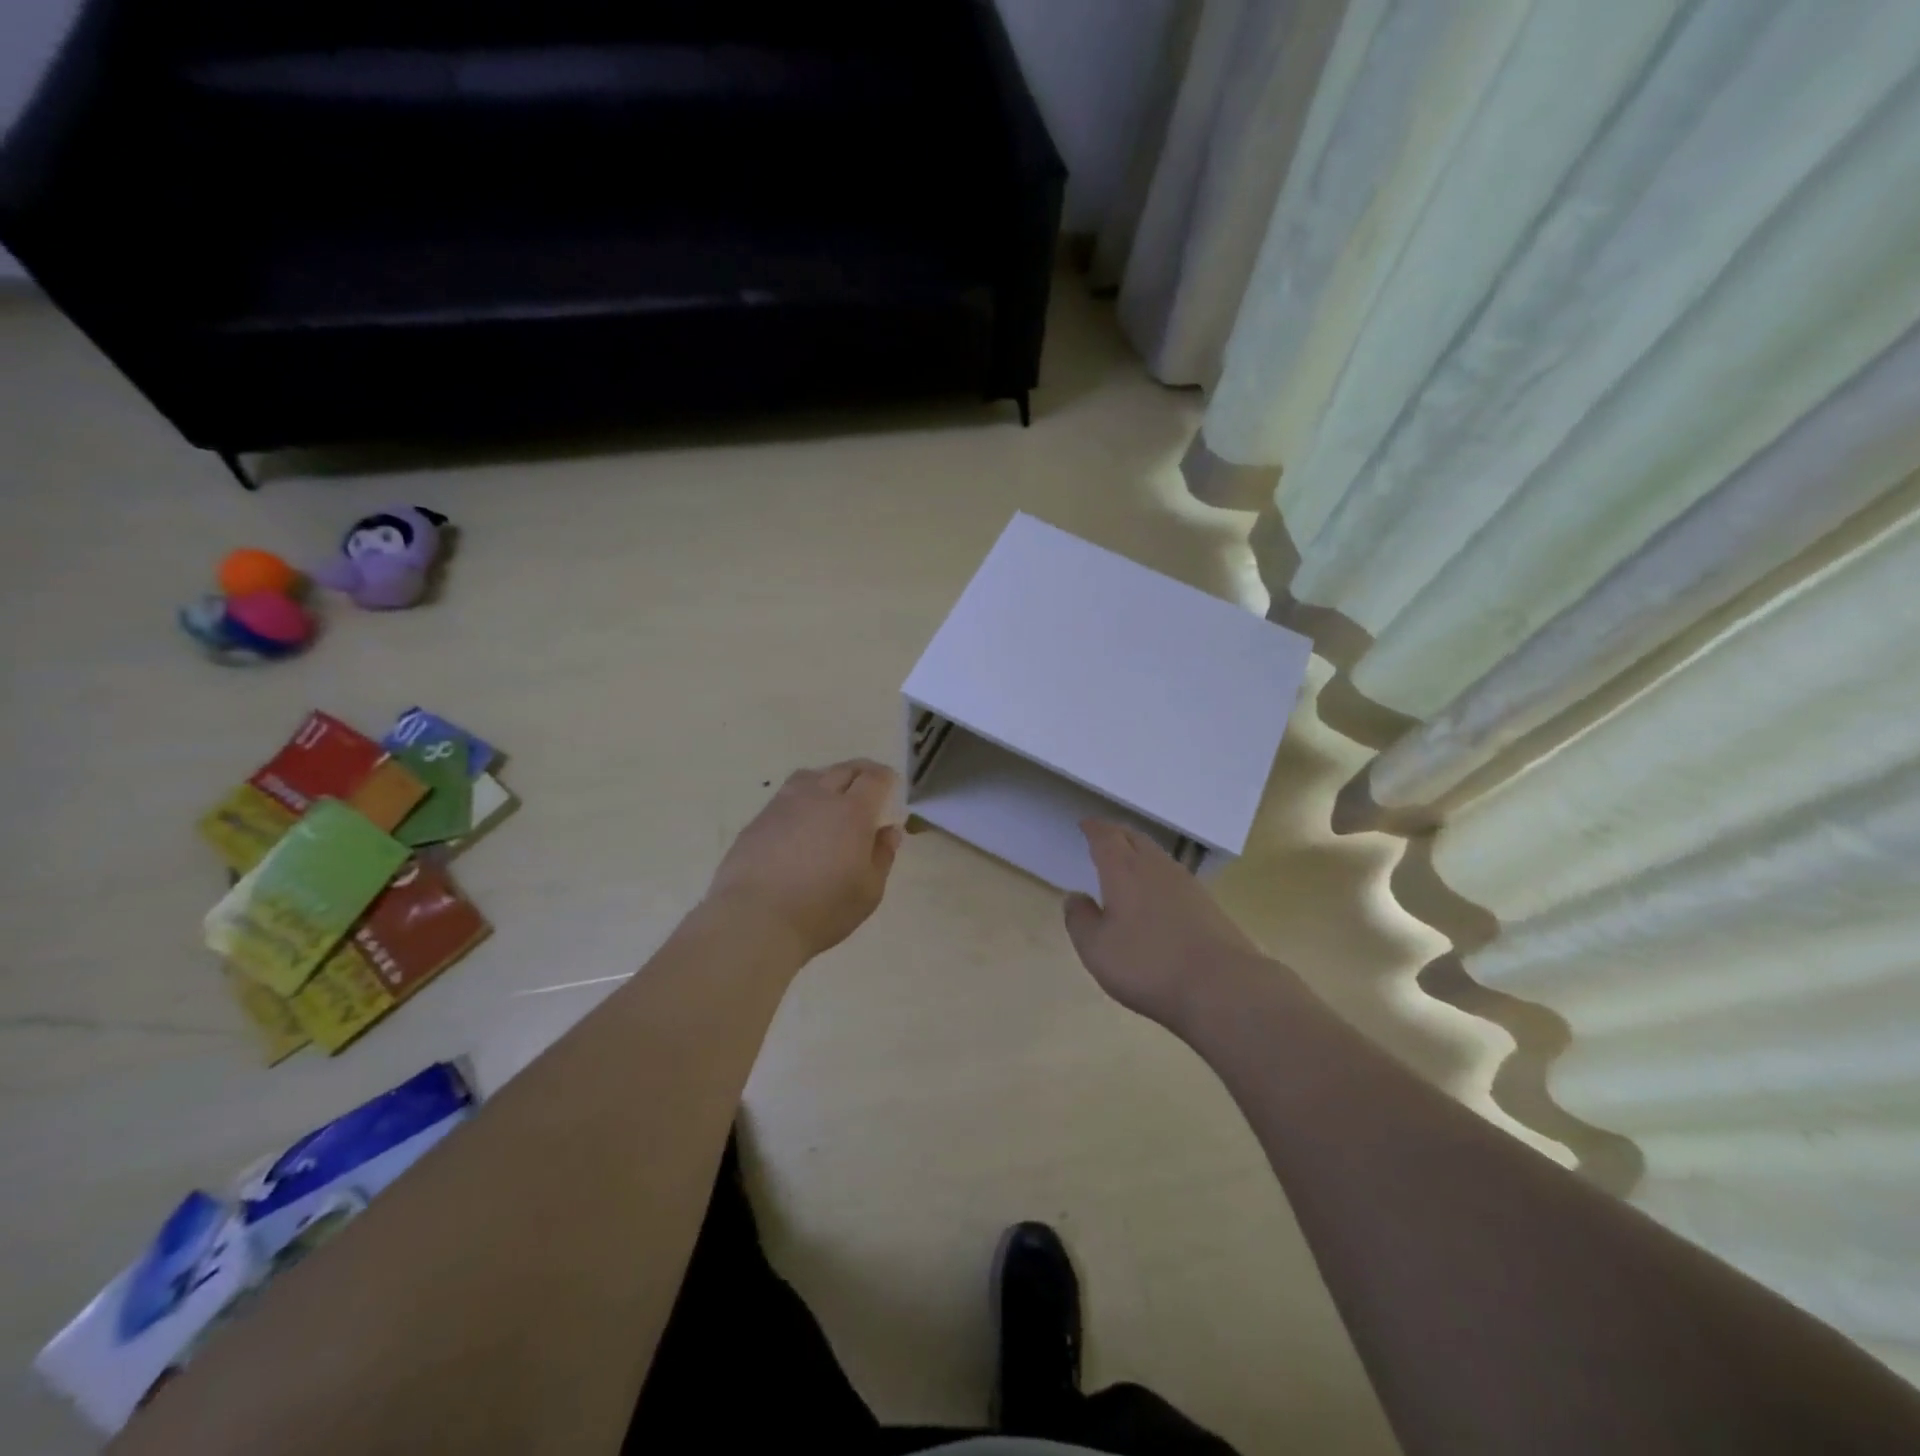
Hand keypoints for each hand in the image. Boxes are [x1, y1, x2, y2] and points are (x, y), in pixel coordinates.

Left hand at [705, 760, 903, 961]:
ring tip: (832, 795)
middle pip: (843, 770)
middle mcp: (818, 797)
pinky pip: (786, 796)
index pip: (874, 778)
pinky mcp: (758, 820)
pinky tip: (800, 821)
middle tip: (868, 784)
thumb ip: (882, 855)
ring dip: (828, 779)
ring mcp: (784, 805)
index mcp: (852, 812)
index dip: (886, 778)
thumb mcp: (868, 890)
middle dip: (860, 773)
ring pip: (811, 776)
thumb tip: (889, 830)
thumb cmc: (822, 909)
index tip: (891, 784)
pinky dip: (801, 798)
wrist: (754, 920)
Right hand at [1064, 820, 1270, 1032]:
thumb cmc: (1148, 964)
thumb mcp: (1097, 948)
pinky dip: (1158, 873)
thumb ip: (1080, 919)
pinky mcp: (1207, 904)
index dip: (1094, 828)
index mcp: (1124, 870)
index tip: (1085, 824)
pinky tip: (1157, 891)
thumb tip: (1075, 897)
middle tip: (1103, 836)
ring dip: (1139, 851)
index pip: (1106, 837)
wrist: (1222, 986)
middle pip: (1134, 838)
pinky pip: (1174, 875)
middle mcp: (1155, 867)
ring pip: (1157, 855)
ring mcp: (1186, 884)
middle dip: (1116, 834)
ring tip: (1127, 860)